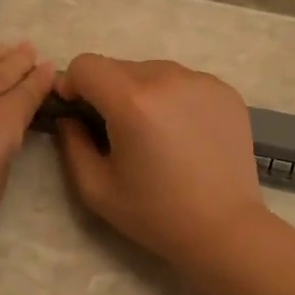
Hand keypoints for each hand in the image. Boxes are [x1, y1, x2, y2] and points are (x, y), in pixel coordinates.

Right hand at [53, 55, 273, 270]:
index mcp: (132, 101)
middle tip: (118, 130)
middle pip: (118, 66)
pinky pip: (183, 81)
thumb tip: (69, 116)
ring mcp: (201, 81)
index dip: (73, 84)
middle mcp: (167, 78)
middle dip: (107, 91)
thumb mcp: (96, 188)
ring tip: (154, 132)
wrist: (226, 229)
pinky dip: (173, 97)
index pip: (86, 64)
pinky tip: (183, 133)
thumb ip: (71, 144)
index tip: (78, 111)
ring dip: (141, 91)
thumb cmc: (156, 214)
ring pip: (152, 70)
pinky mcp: (224, 90)